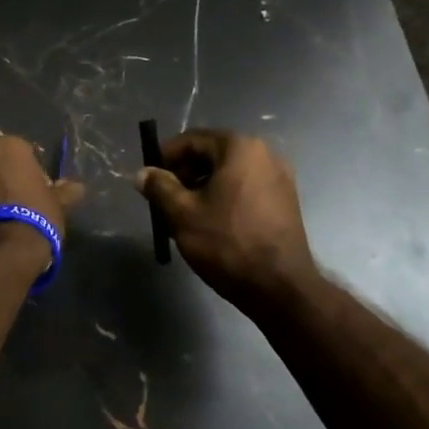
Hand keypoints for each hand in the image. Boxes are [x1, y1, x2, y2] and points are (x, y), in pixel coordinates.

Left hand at [0, 135, 85, 243]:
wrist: (1, 251)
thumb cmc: (36, 217)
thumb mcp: (58, 204)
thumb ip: (66, 191)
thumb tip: (76, 187)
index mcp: (8, 146)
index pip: (25, 152)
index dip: (33, 171)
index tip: (39, 189)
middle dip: (6, 177)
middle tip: (20, 201)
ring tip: (2, 216)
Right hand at [136, 130, 316, 311]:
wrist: (279, 288)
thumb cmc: (227, 243)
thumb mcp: (182, 214)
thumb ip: (159, 187)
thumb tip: (142, 173)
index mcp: (240, 148)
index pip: (192, 140)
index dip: (165, 157)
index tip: (148, 178)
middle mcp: (265, 154)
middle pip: (212, 154)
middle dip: (184, 173)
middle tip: (163, 199)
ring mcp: (279, 178)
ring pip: (229, 173)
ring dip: (202, 187)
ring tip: (183, 214)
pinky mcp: (285, 201)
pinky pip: (245, 188)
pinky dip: (224, 197)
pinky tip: (210, 223)